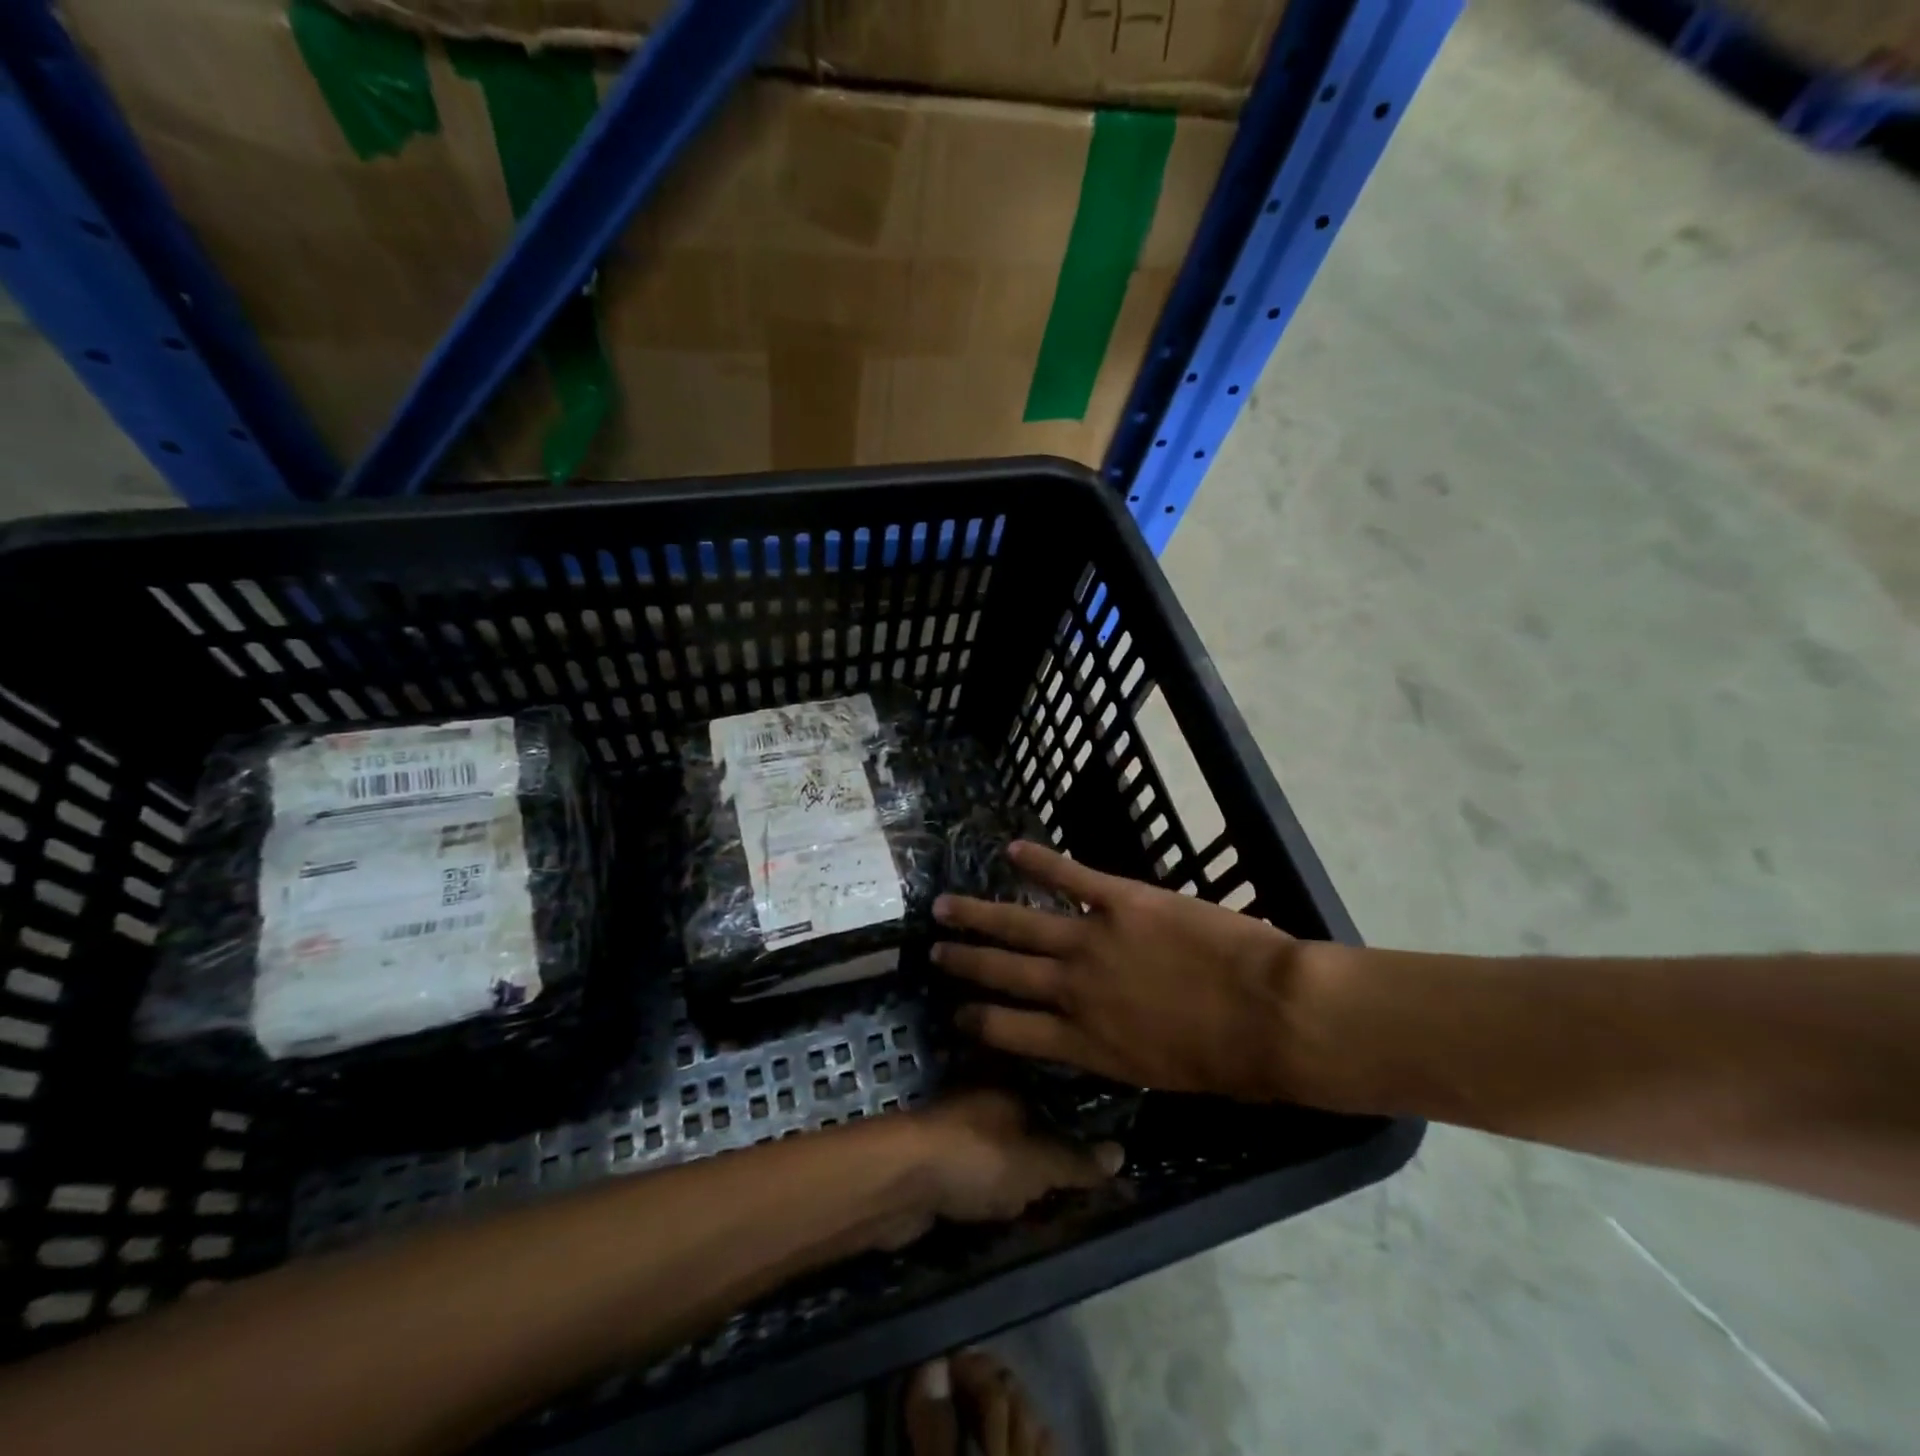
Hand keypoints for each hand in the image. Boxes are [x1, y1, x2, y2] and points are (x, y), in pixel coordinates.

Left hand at [896, 1089, 1121, 1234]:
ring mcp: (961, 1130)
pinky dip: (995, 1189)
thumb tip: (1121, 1153)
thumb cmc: (977, 1158)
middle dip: (1050, 1150)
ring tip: (1053, 1201)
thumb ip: (1076, 1161)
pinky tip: (1009, 1209)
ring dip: (1020, 1173)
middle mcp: (986, 1099)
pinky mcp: (941, 1162)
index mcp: (1011, 1084)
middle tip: (1083, 1184)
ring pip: (1004, 1149)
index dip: (1079, 1123)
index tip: (1103, 1150)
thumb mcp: (1038, 1163)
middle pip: (1030, 1123)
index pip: (1056, 1096)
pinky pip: (982, 1174)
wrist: (901, 1183)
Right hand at [931, 841, 1315, 1101]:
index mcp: (1085, 1042)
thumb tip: (1097, 1035)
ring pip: (1020, 924)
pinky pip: (1070, 877)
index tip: (956, 1014)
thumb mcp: (1160, 1073)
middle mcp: (1074, 991)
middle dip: (965, 962)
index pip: (1010, 1032)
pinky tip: (1013, 850)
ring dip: (979, 915)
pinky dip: (1040, 862)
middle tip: (934, 951)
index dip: (977, 1022)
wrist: (1272, 1015)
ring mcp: (1093, 941)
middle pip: (1003, 973)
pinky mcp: (1121, 901)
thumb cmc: (1231, 1061)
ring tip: (945, 907)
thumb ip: (1116, 1051)